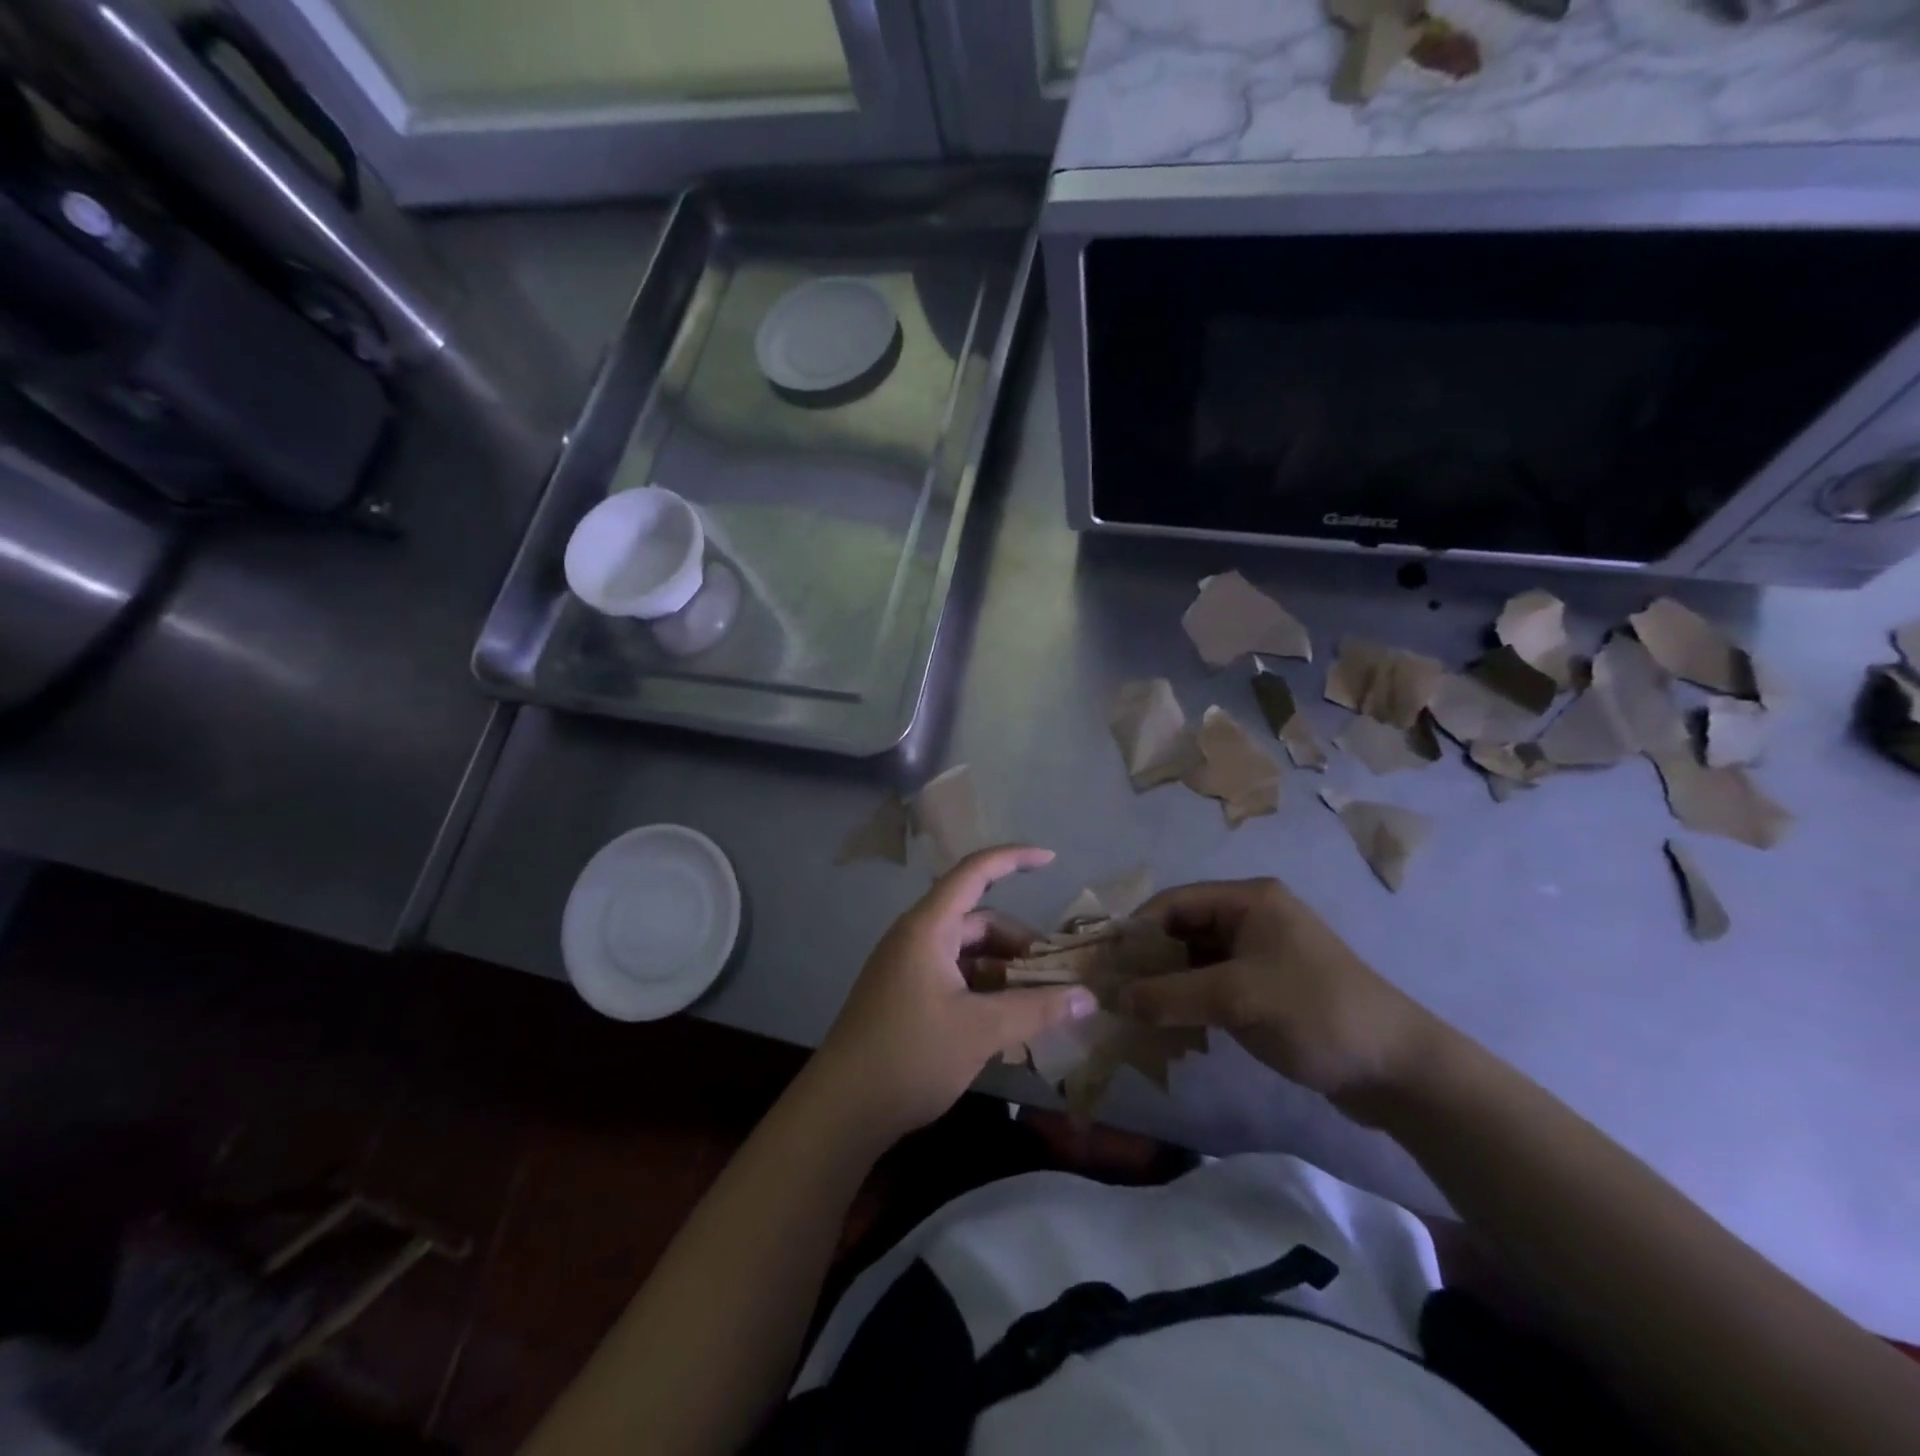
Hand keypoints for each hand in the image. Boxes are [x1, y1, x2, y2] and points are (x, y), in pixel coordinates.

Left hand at [813, 845, 1097, 1143]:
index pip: (974, 872)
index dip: (1013, 858)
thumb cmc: (910, 1056)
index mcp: (928, 927)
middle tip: (1055, 974)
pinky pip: (954, 974)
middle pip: (977, 919)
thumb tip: (1089, 997)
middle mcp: (916, 937)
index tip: (1052, 859)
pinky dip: (983, 987)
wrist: (841, 1109)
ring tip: (1038, 1001)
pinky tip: (1007, 1019)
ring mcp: (908, 966)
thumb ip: (1037, 1009)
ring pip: (967, 951)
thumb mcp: (981, 1031)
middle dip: (1018, 941)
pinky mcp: (905, 994)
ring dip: (1003, 968)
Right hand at [1120, 878, 1444, 1114]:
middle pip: (1182, 929)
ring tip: (1134, 1012)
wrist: (1398, 1070)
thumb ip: (1169, 995)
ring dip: (1167, 983)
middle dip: (1148, 959)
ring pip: (1195, 959)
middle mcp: (1252, 917)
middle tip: (1113, 991)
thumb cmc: (1315, 1013)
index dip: (1135, 929)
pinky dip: (1190, 1000)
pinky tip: (1170, 1025)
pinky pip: (1214, 983)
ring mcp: (1261, 952)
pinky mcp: (1267, 986)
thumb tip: (1111, 998)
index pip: (1174, 902)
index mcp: (1249, 900)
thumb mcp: (1236, 1000)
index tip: (1102, 961)